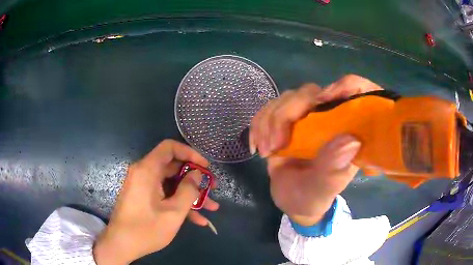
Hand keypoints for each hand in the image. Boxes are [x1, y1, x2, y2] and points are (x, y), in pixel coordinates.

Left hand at [93, 140, 218, 264]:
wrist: (121, 245)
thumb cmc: (146, 229)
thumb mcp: (173, 212)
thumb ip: (188, 191)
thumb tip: (197, 174)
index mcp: (147, 170)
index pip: (169, 147)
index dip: (190, 153)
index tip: (205, 167)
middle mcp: (144, 173)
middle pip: (173, 167)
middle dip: (195, 178)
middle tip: (212, 189)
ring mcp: (143, 186)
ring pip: (171, 184)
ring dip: (190, 195)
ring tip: (211, 208)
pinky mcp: (144, 197)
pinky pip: (164, 195)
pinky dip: (179, 204)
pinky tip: (197, 220)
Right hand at [250, 75, 382, 225]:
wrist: (293, 201)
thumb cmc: (314, 197)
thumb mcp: (324, 189)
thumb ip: (334, 168)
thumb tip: (350, 140)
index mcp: (347, 130)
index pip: (356, 91)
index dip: (345, 86)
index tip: (324, 100)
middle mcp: (329, 117)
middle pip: (310, 92)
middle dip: (286, 114)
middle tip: (275, 145)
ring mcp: (306, 117)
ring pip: (286, 98)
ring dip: (268, 121)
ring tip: (264, 150)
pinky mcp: (286, 121)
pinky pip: (268, 109)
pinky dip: (258, 124)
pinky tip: (255, 146)